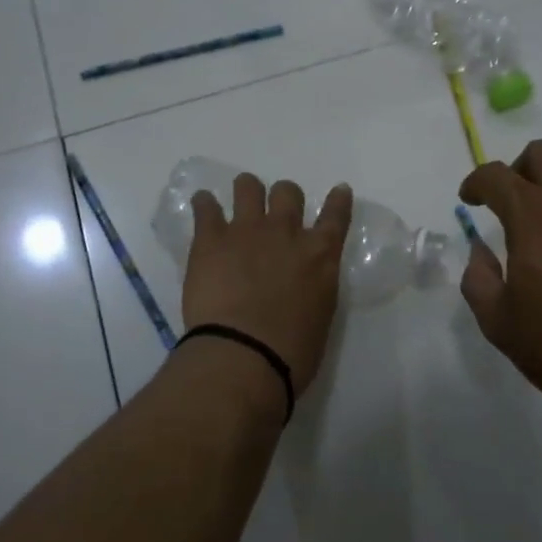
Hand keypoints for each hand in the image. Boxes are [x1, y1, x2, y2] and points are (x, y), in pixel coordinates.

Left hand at [182, 172, 353, 403]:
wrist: (245, 355)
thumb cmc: (291, 352)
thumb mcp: (319, 316)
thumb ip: (313, 289)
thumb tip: (300, 286)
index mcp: (320, 256)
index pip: (336, 217)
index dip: (338, 200)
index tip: (338, 190)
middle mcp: (286, 233)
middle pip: (288, 192)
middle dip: (283, 197)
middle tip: (274, 213)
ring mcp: (247, 230)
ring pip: (248, 187)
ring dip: (246, 191)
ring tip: (238, 202)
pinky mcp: (210, 238)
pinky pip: (206, 206)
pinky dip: (205, 204)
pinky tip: (203, 207)